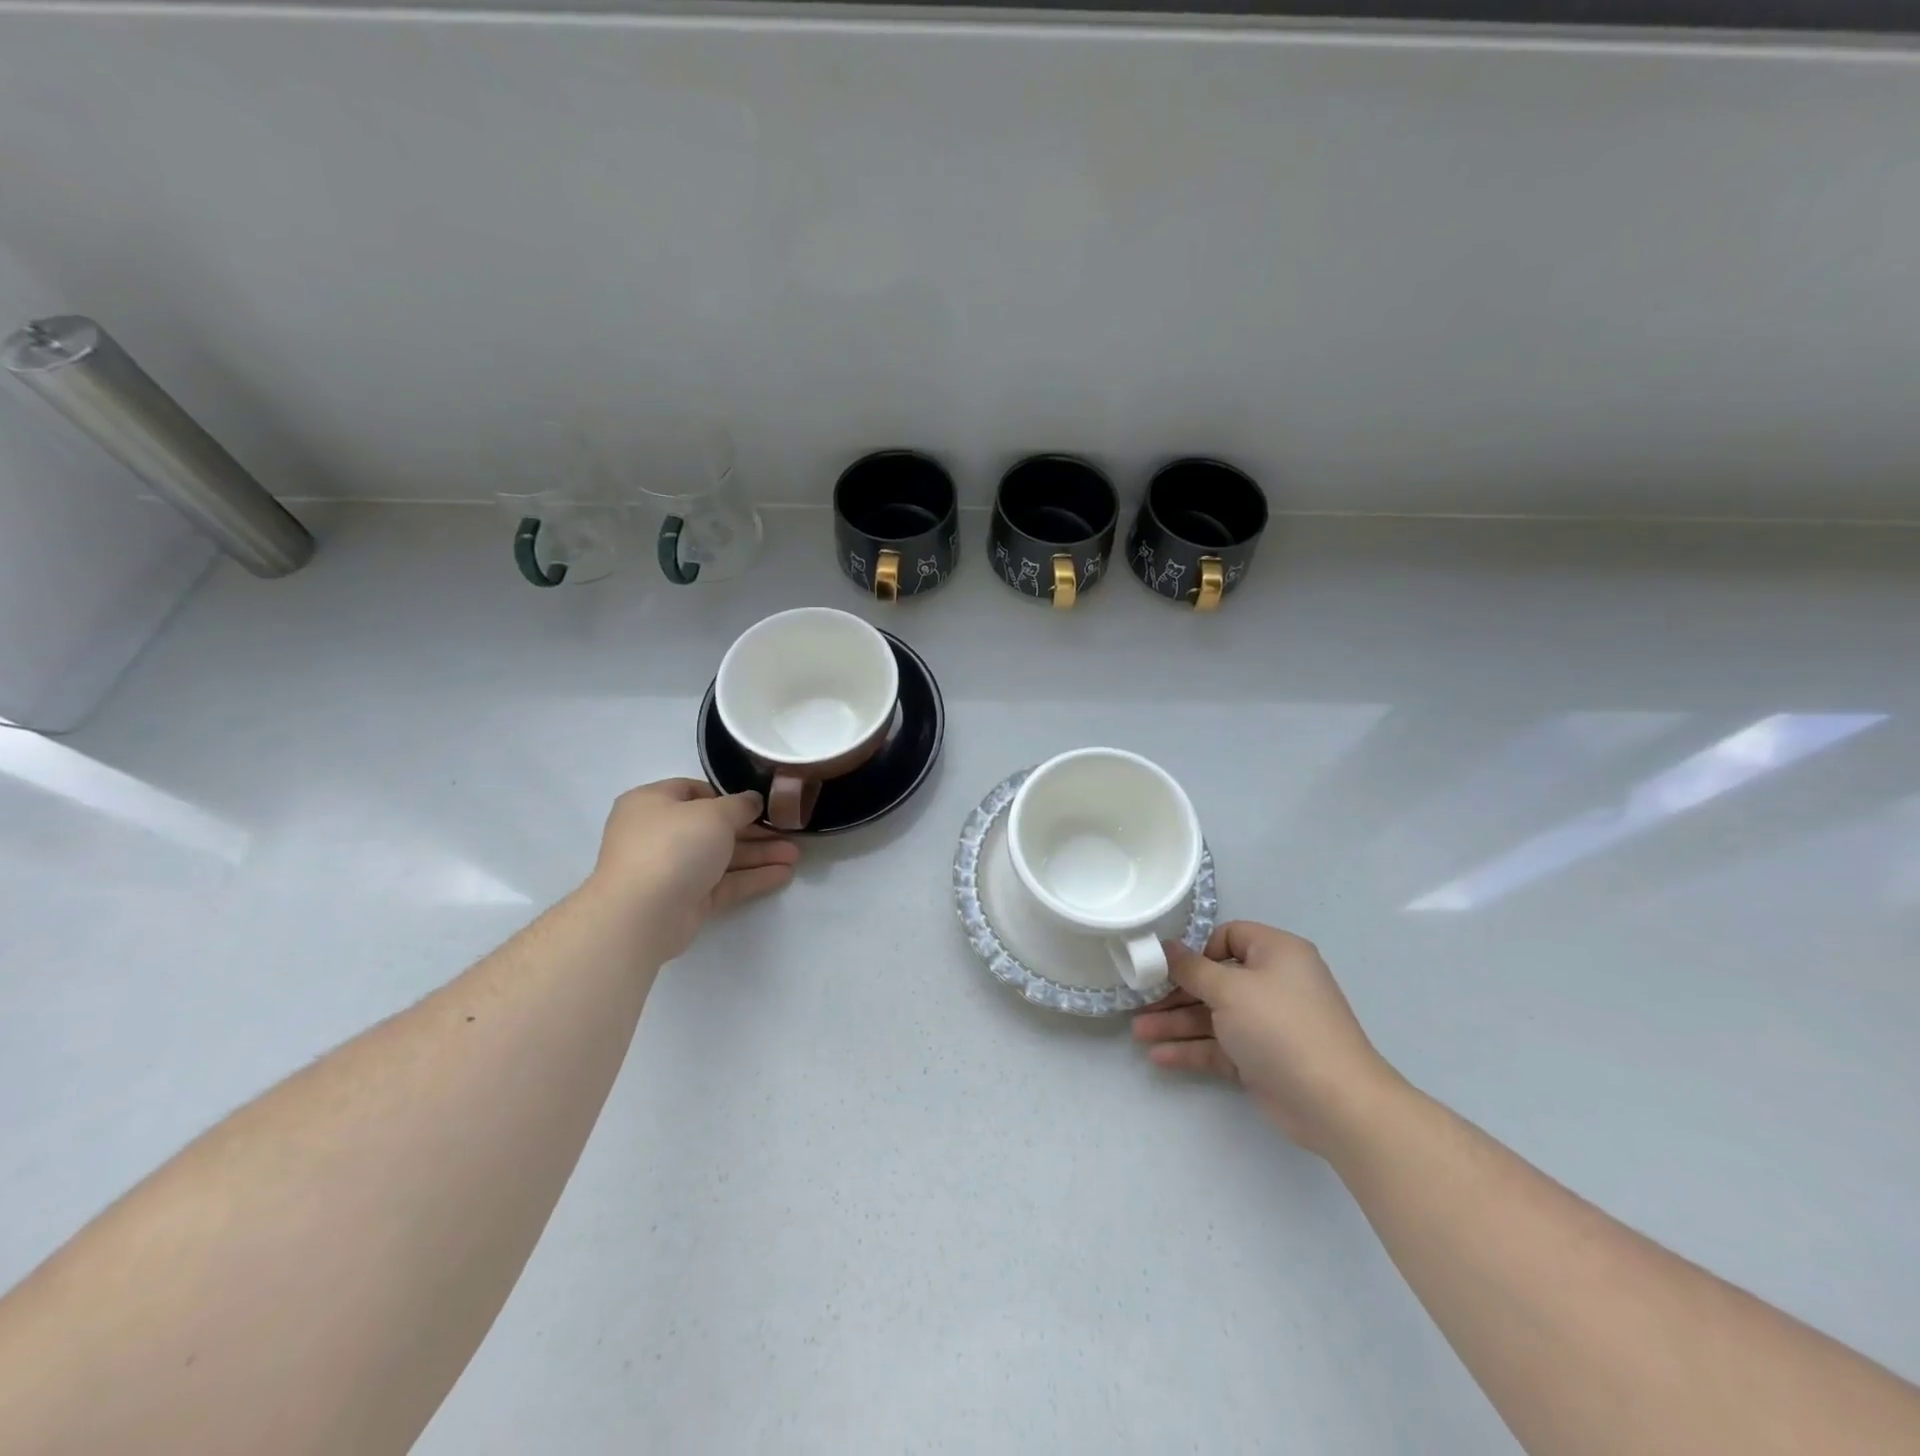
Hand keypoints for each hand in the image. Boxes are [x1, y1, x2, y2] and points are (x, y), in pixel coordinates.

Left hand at [588, 779, 798, 959]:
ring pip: (722, 857)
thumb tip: (752, 801)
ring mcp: (672, 869)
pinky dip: (752, 878)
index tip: (760, 803)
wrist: (641, 914)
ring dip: (758, 855)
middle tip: (788, 831)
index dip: (729, 796)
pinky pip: (724, 883)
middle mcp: (660, 834)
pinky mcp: (686, 900)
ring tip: (795, 856)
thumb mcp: (713, 814)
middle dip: (754, 830)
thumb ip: (739, 805)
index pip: (694, 791)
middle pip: (714, 827)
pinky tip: (783, 875)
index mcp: (653, 803)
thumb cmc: (673, 846)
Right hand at [1132, 921, 1398, 1155]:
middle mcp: (1273, 984)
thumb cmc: (1281, 1027)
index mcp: (1276, 953)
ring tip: (1138, 1033)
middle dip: (1175, 993)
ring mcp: (1268, 1024)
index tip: (1165, 965)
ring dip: (1176, 1023)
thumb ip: (1192, 969)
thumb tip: (1166, 947)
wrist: (1335, 1103)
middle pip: (1214, 980)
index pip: (1229, 937)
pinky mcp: (1262, 1059)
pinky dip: (1192, 1049)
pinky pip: (1220, 1046)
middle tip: (1140, 1002)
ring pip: (1213, 1016)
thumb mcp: (1230, 990)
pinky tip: (1159, 1056)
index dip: (1197, 949)